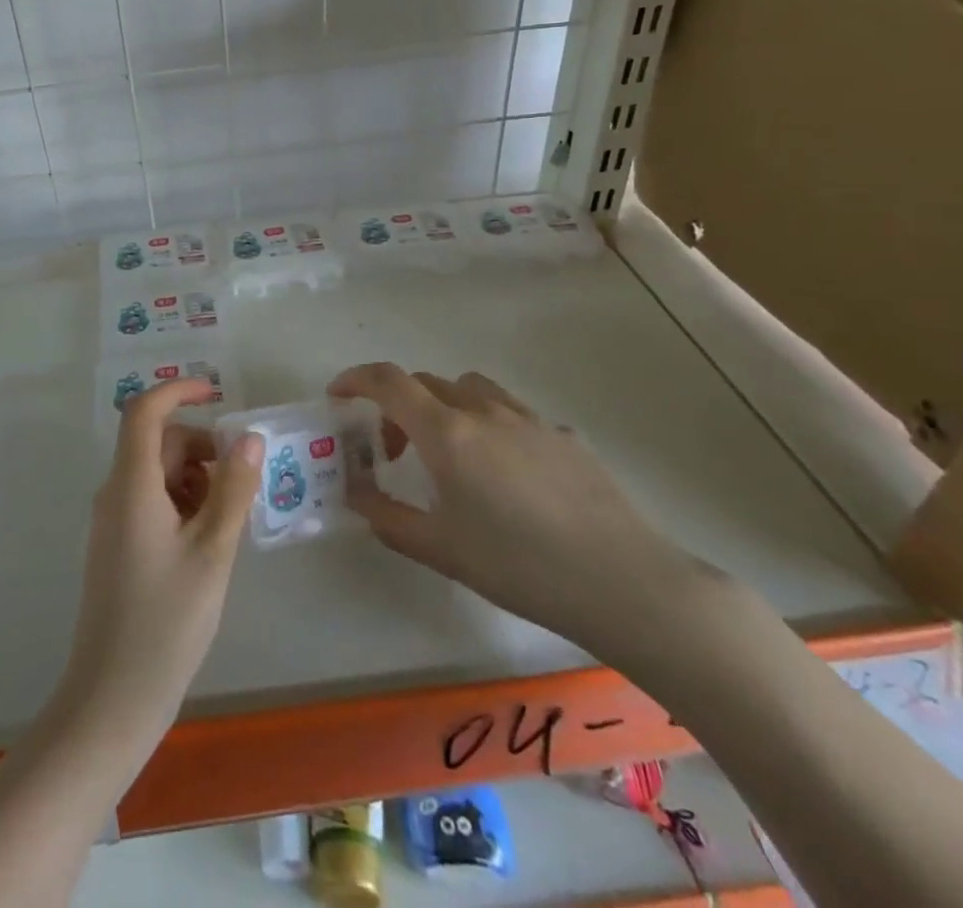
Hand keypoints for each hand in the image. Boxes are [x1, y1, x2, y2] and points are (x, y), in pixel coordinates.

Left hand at [55, 378, 262, 757]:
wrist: (114, 697)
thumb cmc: (167, 621)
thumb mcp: (213, 551)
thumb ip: (233, 490)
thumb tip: (249, 438)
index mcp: (131, 485)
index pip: (143, 411)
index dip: (177, 391)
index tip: (216, 394)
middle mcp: (115, 493)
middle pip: (156, 443)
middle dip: (200, 448)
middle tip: (240, 483)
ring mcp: (113, 521)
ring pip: (157, 474)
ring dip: (194, 479)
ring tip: (226, 522)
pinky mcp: (118, 546)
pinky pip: (151, 501)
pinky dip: (182, 504)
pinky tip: (207, 542)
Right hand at [333, 363, 698, 655]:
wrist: (625, 583)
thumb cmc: (520, 567)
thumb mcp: (440, 549)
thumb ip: (386, 516)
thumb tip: (354, 493)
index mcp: (447, 433)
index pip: (388, 382)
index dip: (355, 380)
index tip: (338, 396)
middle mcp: (483, 410)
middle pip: (425, 382)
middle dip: (396, 406)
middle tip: (392, 451)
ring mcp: (527, 418)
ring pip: (468, 388)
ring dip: (442, 406)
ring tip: (448, 453)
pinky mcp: (563, 434)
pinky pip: (509, 411)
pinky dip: (486, 424)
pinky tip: (505, 474)